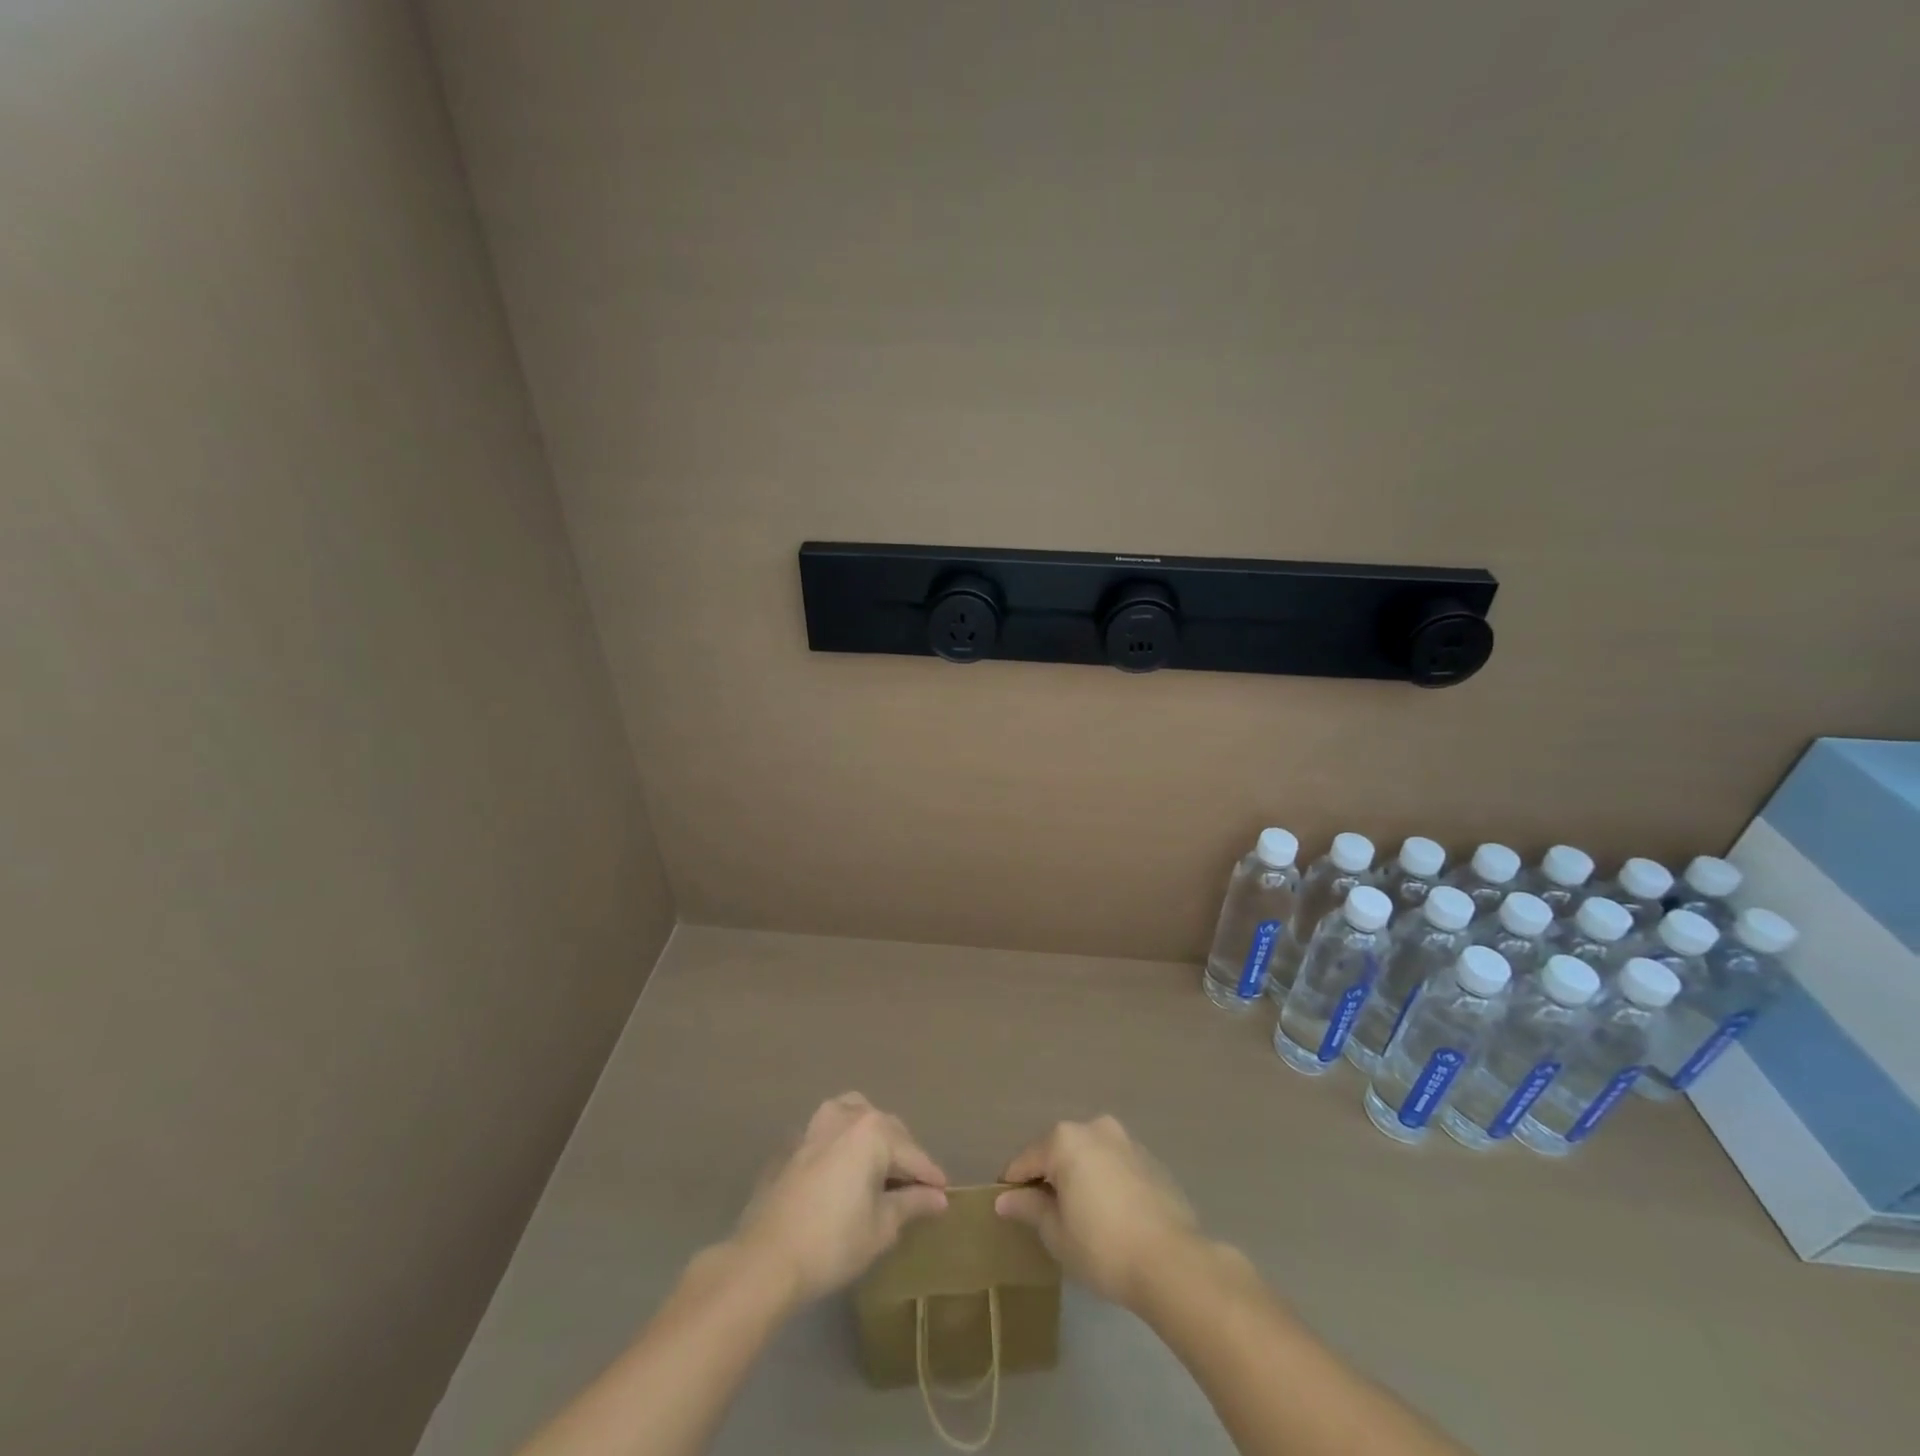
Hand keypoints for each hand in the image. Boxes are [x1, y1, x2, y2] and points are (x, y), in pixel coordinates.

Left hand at [733, 1093, 947, 1305]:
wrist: (766, 1258)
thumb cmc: (833, 1242)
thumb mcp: (881, 1227)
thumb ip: (912, 1204)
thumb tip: (938, 1198)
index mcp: (873, 1131)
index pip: (913, 1153)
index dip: (930, 1176)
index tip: (945, 1192)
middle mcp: (847, 1116)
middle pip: (887, 1129)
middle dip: (904, 1154)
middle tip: (915, 1185)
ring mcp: (817, 1125)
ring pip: (856, 1116)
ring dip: (873, 1135)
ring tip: (882, 1166)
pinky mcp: (796, 1142)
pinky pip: (831, 1131)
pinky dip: (846, 1141)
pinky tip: (847, 1168)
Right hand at [995, 1116, 1198, 1310]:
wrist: (1172, 1262)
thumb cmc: (1103, 1246)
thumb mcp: (1057, 1233)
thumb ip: (1029, 1208)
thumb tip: (1005, 1199)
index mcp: (1065, 1139)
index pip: (1026, 1160)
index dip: (1013, 1186)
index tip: (1008, 1209)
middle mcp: (1094, 1127)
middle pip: (1058, 1151)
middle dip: (1048, 1178)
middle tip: (1044, 1216)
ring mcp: (1125, 1140)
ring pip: (1088, 1156)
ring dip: (1078, 1177)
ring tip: (1078, 1216)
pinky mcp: (1149, 1159)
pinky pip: (1113, 1165)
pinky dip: (1103, 1181)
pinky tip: (1108, 1215)